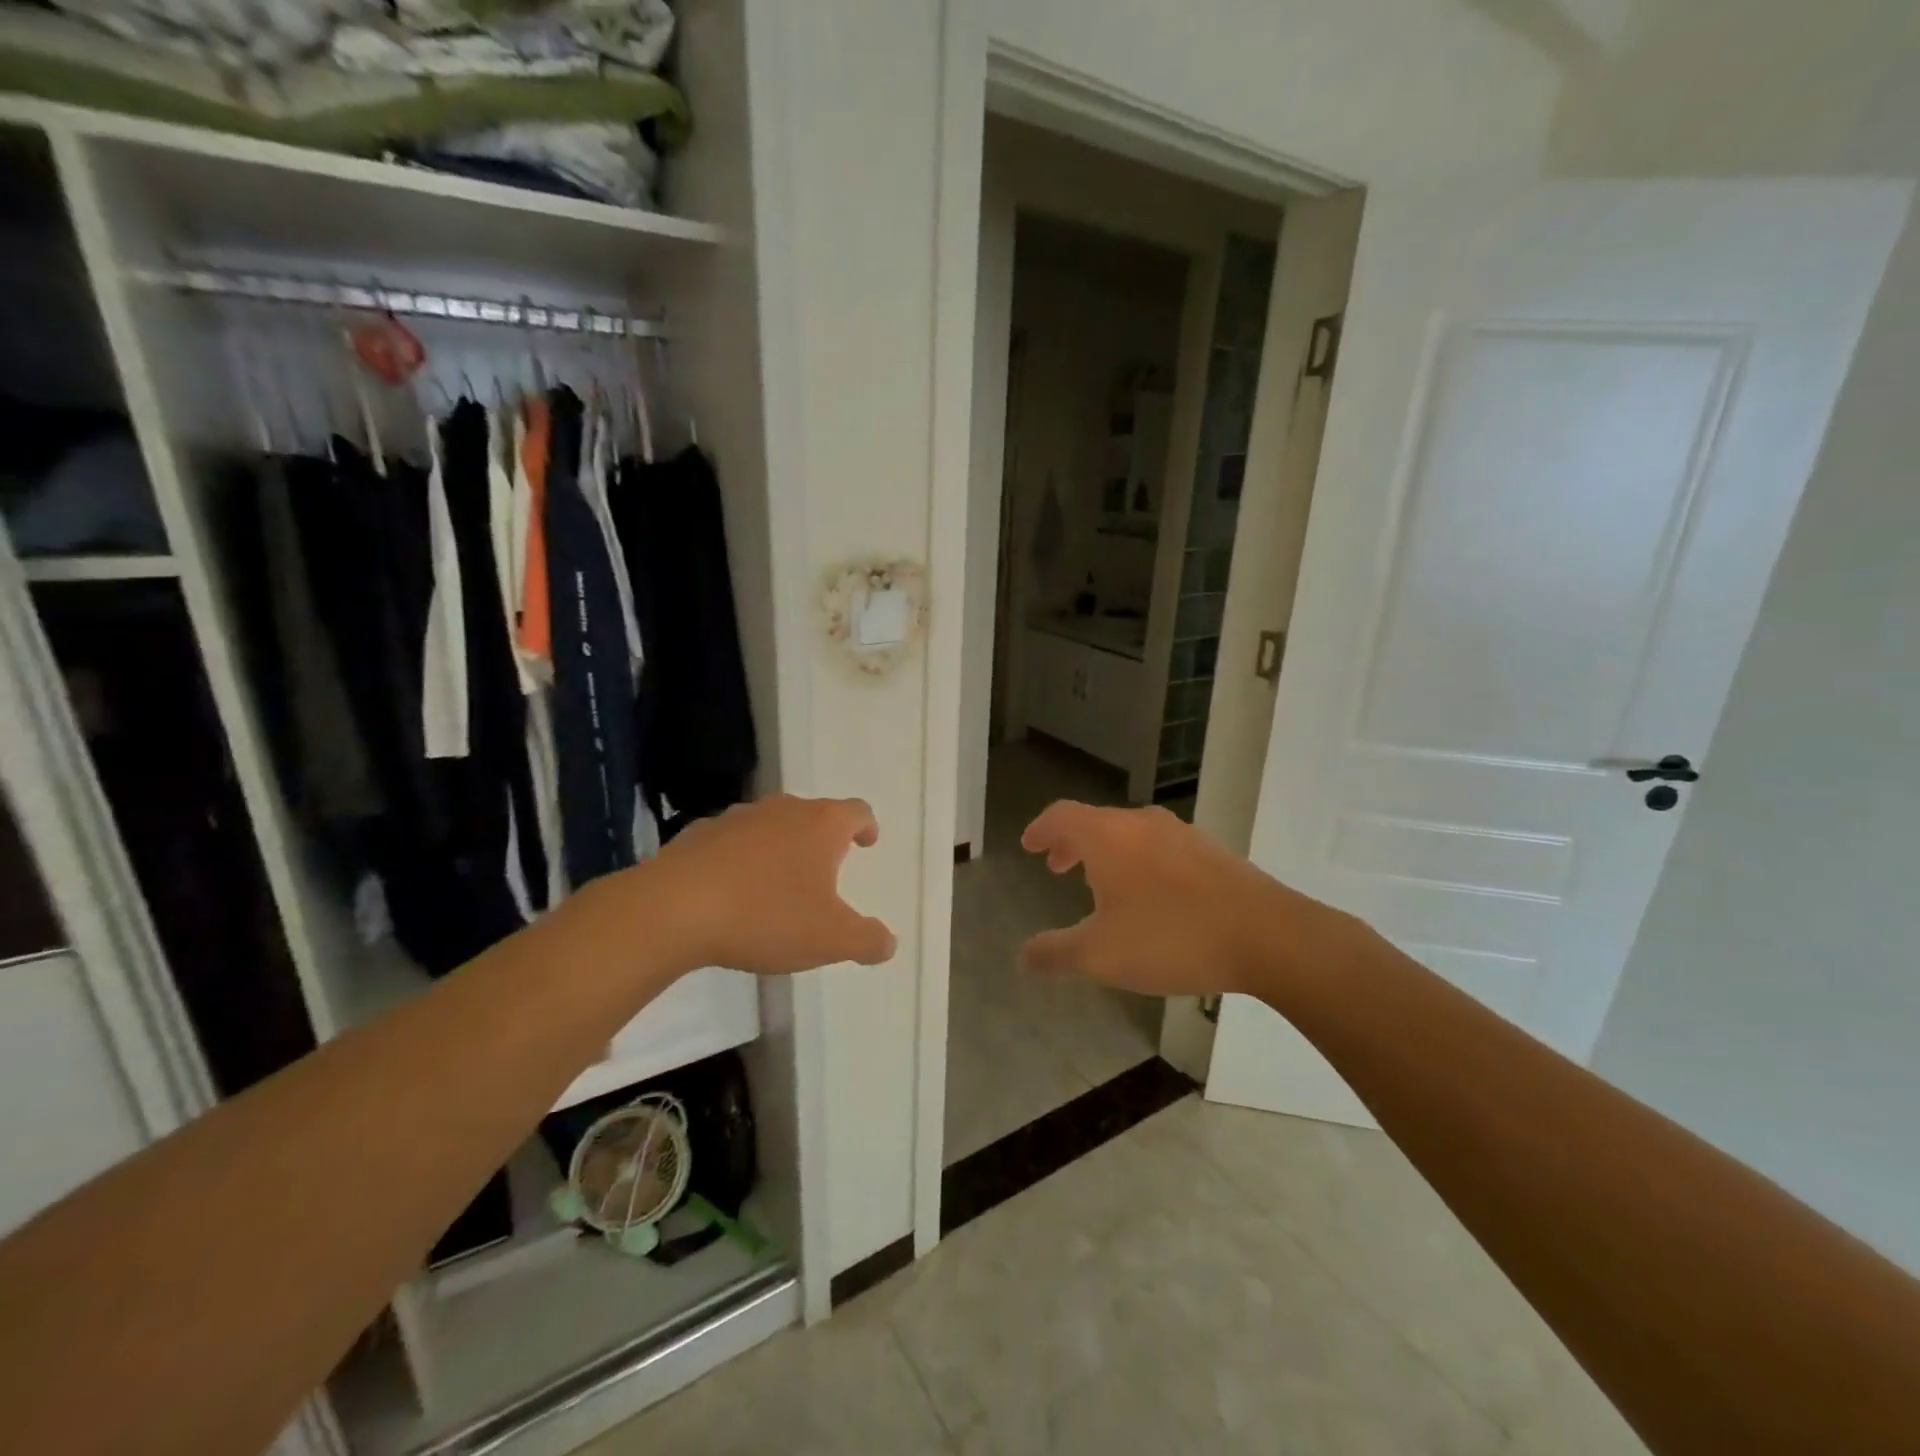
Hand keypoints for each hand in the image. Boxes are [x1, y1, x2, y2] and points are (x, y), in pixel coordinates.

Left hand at [645, 794, 896, 974]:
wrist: (674, 909)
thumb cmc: (766, 916)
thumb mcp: (830, 939)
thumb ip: (867, 940)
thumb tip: (887, 943)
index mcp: (821, 825)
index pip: (856, 811)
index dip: (866, 826)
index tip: (867, 841)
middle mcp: (782, 810)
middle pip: (813, 814)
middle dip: (822, 838)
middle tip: (825, 868)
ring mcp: (737, 818)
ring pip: (771, 825)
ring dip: (780, 847)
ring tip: (778, 883)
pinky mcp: (698, 834)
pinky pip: (731, 842)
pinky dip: (741, 859)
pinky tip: (732, 890)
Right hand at [1019, 801, 1348, 997]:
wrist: (1269, 936)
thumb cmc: (1172, 938)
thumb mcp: (1101, 956)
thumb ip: (1056, 954)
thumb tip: (1023, 957)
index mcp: (1108, 836)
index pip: (1061, 816)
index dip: (1041, 829)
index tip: (1029, 845)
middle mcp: (1142, 823)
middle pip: (1095, 822)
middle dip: (1071, 843)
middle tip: (1057, 866)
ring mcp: (1182, 834)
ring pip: (1130, 834)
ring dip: (1107, 854)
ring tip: (1102, 885)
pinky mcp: (1213, 852)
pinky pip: (1160, 848)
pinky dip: (1139, 862)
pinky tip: (1151, 898)